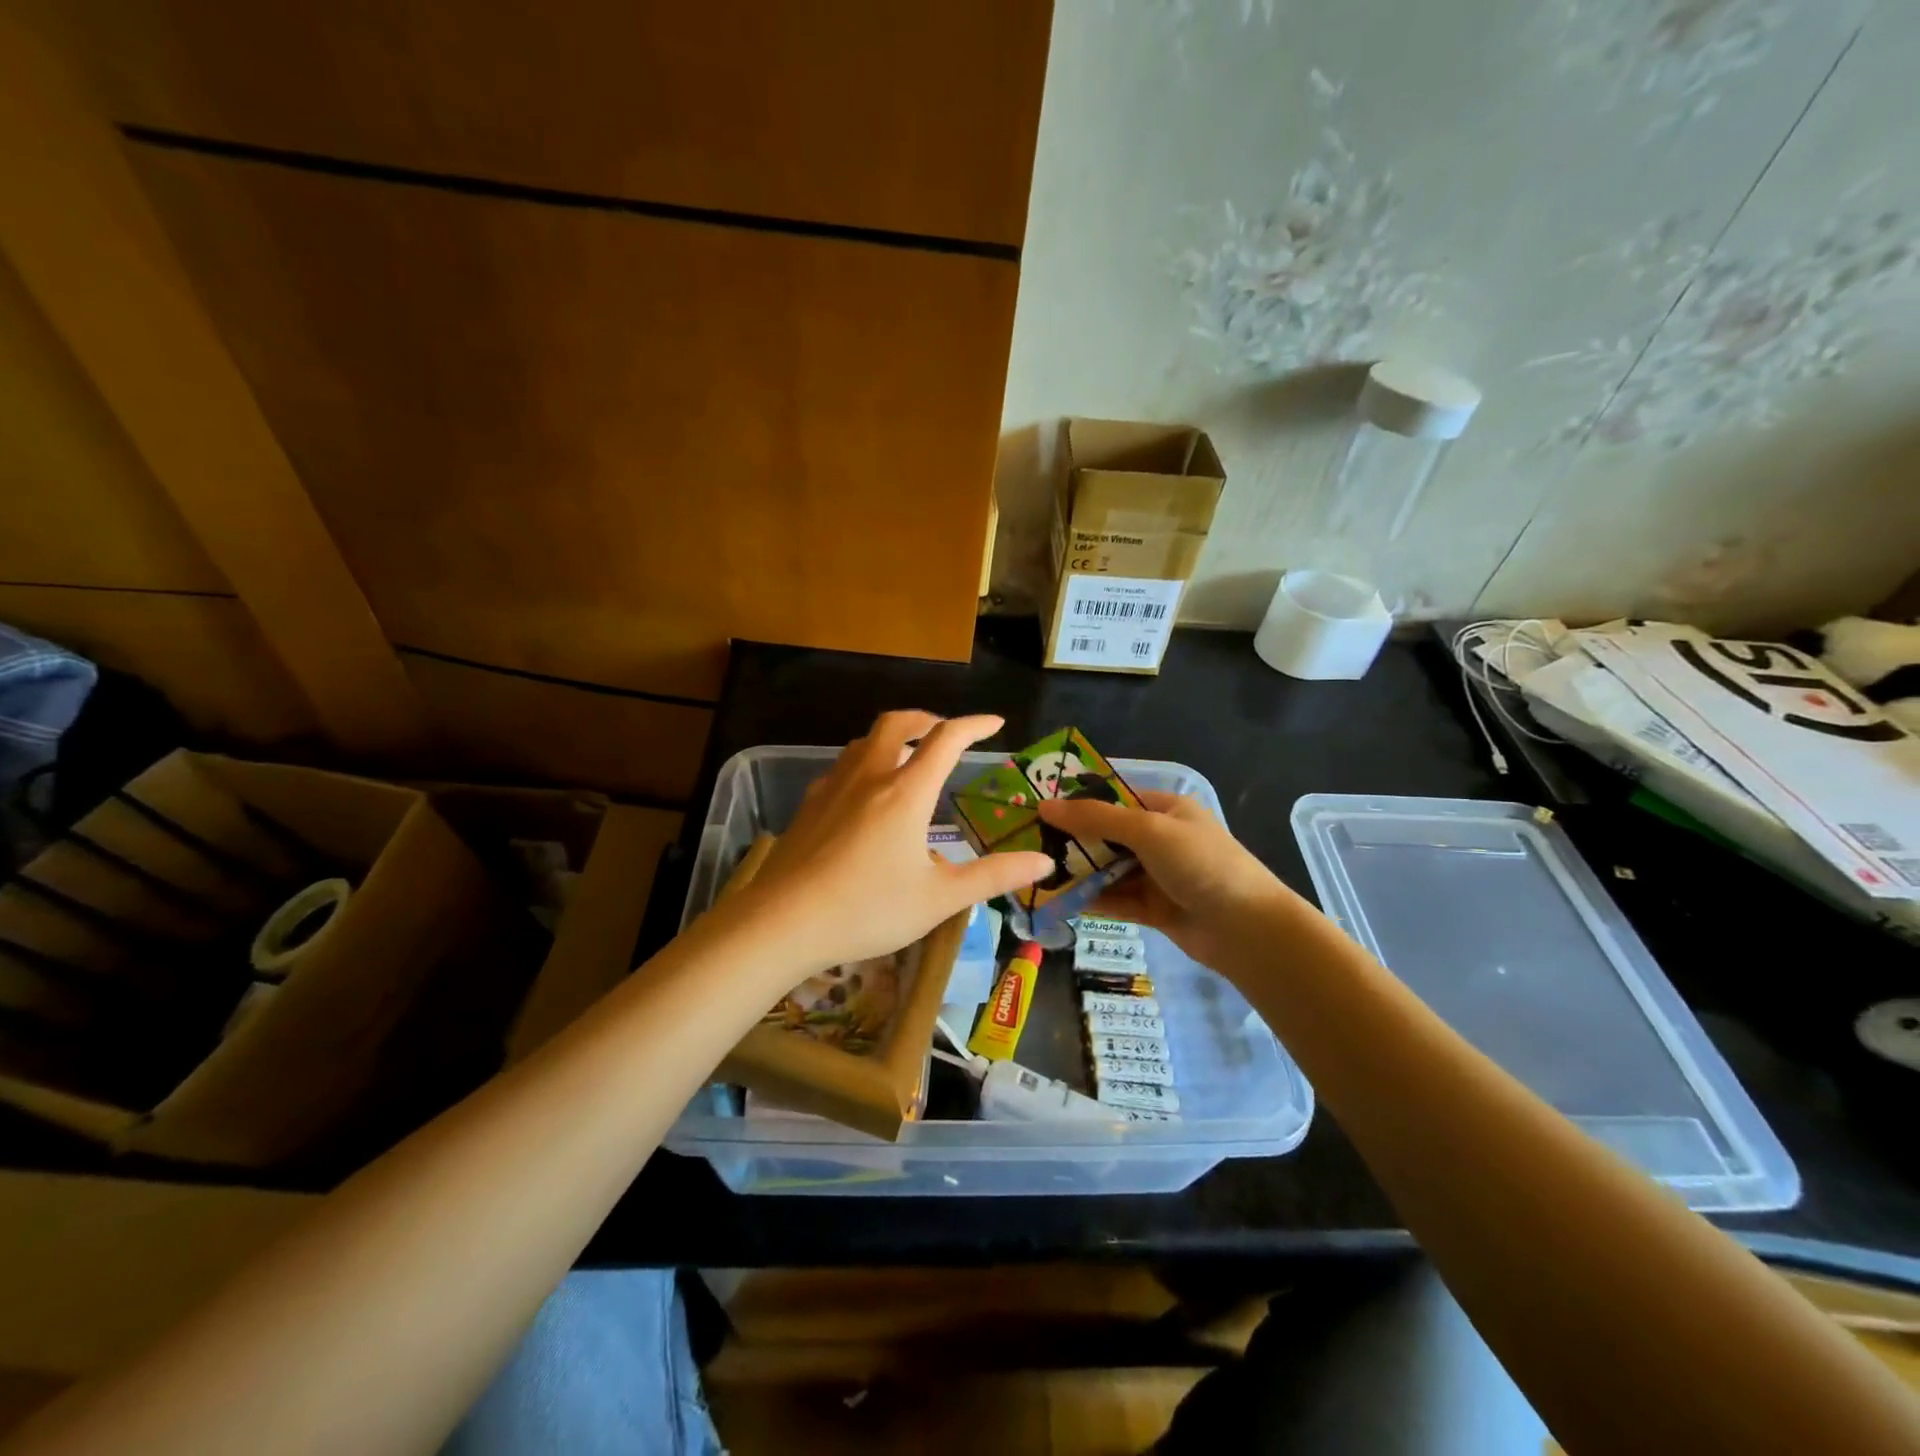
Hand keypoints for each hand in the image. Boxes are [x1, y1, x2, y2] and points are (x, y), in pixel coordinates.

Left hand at [725, 711, 1052, 975]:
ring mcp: (833, 788)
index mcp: (906, 792)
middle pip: (897, 723)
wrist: (782, 922)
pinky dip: (864, 763)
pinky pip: (842, 767)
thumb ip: (993, 876)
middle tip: (945, 733)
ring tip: (907, 758)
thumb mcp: (939, 899)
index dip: (975, 725)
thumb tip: (1043, 861)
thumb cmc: (868, 909)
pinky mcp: (809, 806)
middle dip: (927, 719)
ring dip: (891, 737)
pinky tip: (864, 795)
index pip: (946, 739)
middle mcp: (870, 777)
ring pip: (864, 741)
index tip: (995, 723)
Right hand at [1037, 789, 1299, 972]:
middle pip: (1106, 835)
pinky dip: (1090, 899)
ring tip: (1036, 874)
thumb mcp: (1148, 830)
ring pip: (1107, 869)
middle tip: (1028, 844)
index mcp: (1165, 809)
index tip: (1038, 809)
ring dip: (1078, 872)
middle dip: (1072, 840)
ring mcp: (1157, 875)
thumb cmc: (1200, 863)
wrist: (1246, 929)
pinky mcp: (1153, 908)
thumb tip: (1045, 806)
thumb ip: (1096, 818)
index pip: (1113, 798)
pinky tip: (1058, 901)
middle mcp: (1160, 839)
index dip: (1077, 802)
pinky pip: (1115, 899)